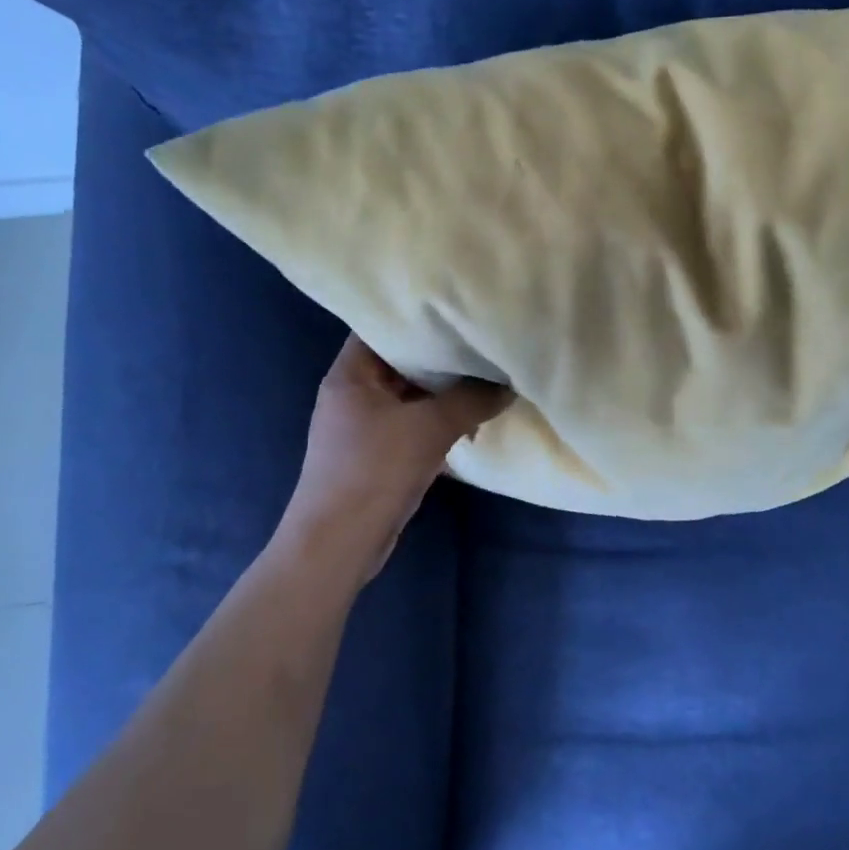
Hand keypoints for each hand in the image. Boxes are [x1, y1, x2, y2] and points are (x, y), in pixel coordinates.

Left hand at [278, 336, 509, 584]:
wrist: (339, 543)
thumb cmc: (374, 471)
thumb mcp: (430, 428)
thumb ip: (472, 399)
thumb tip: (509, 384)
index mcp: (350, 374)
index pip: (382, 325)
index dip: (418, 314)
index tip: (458, 305)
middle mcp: (353, 393)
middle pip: (401, 361)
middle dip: (442, 354)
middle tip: (484, 338)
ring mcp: (365, 425)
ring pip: (411, 396)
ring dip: (445, 391)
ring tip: (487, 373)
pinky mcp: (378, 454)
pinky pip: (414, 424)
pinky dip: (440, 420)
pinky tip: (474, 417)